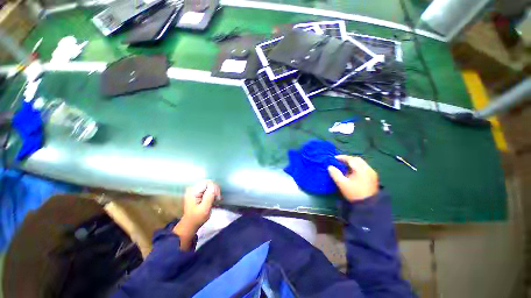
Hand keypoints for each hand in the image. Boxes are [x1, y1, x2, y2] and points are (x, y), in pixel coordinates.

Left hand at [173, 181, 219, 249]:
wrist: (190, 224)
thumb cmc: (197, 218)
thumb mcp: (205, 208)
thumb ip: (209, 197)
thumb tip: (214, 186)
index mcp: (193, 191)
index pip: (208, 183)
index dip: (214, 188)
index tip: (217, 197)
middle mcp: (193, 188)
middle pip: (209, 183)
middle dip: (215, 190)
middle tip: (217, 199)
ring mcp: (195, 189)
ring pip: (210, 185)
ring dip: (214, 192)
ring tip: (215, 200)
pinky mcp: (198, 192)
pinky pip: (208, 188)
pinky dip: (212, 193)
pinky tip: (213, 199)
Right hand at [328, 155, 378, 201]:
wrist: (369, 206)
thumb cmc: (354, 193)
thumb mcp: (342, 184)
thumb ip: (335, 174)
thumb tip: (330, 167)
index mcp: (361, 169)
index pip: (351, 159)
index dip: (341, 157)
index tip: (334, 159)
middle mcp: (368, 169)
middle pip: (357, 160)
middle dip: (347, 159)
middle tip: (339, 162)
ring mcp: (372, 173)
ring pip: (361, 163)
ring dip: (352, 163)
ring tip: (344, 167)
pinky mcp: (373, 178)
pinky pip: (364, 168)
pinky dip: (356, 167)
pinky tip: (351, 173)